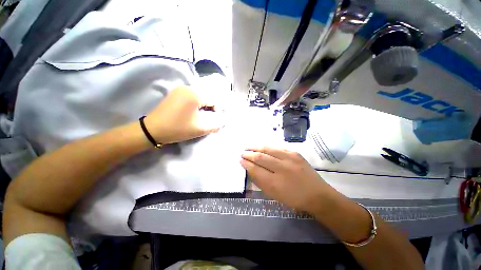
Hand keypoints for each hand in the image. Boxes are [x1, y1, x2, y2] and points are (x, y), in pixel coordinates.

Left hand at [144, 86, 222, 143]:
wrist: (153, 129)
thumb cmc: (178, 128)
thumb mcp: (200, 129)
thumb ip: (215, 125)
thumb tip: (222, 123)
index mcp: (195, 94)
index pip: (214, 100)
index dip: (216, 111)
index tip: (211, 120)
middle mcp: (188, 87)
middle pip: (207, 96)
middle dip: (209, 107)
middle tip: (205, 118)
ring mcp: (180, 89)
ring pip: (199, 96)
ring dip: (202, 105)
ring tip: (198, 115)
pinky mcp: (175, 92)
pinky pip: (191, 95)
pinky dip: (195, 103)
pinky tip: (190, 111)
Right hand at [240, 147, 331, 212]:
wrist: (317, 194)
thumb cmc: (293, 198)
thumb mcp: (274, 195)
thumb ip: (260, 181)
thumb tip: (250, 169)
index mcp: (275, 183)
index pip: (255, 169)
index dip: (246, 164)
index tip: (241, 160)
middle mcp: (282, 168)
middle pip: (260, 157)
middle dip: (249, 154)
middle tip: (242, 153)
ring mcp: (290, 158)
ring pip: (268, 149)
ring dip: (256, 147)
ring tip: (249, 147)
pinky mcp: (295, 153)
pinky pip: (277, 147)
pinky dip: (267, 147)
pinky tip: (262, 147)